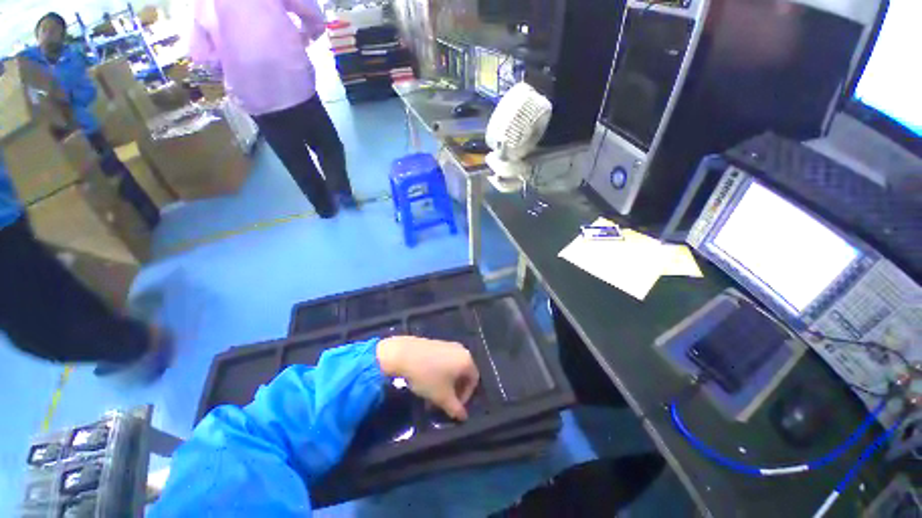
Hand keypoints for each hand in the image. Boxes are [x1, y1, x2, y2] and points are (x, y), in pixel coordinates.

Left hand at [377, 336, 479, 420]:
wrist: (404, 354)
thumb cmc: (428, 376)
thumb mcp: (442, 397)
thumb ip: (455, 408)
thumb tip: (463, 417)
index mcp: (467, 360)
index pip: (474, 381)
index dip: (466, 396)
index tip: (454, 406)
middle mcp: (461, 350)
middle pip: (463, 373)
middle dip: (455, 390)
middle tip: (444, 402)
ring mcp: (448, 345)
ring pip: (452, 367)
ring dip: (446, 383)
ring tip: (433, 394)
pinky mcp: (437, 343)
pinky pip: (444, 360)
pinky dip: (440, 372)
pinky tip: (427, 380)